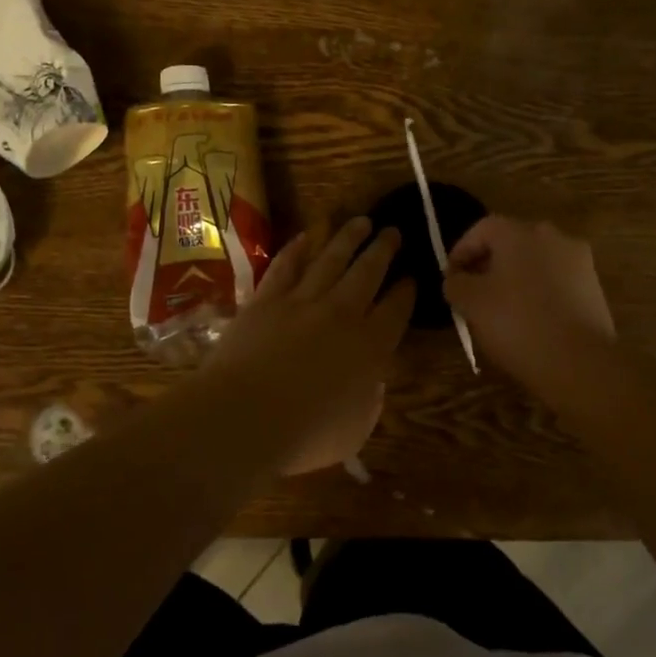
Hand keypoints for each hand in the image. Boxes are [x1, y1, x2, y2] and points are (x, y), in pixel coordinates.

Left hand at [205, 217, 415, 474]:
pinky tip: (307, 236)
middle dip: (383, 249)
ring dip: (348, 237)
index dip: (406, 291)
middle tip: (392, 230)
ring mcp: (302, 301)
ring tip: (361, 220)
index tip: (411, 277)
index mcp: (370, 347)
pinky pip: (286, 265)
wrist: (243, 416)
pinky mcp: (266, 298)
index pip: (396, 309)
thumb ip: (368, 403)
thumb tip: (370, 385)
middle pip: (368, 271)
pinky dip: (298, 248)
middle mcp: (342, 313)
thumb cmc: (304, 435)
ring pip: (331, 259)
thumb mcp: (354, 431)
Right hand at [442, 216, 613, 393]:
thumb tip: (457, 279)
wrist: (580, 363)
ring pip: (535, 262)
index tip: (451, 278)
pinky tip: (529, 320)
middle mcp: (553, 237)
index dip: (461, 251)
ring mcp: (578, 261)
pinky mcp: (594, 288)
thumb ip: (455, 283)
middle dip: (488, 264)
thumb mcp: (471, 303)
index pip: (482, 229)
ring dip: (515, 278)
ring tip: (500, 309)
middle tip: (473, 292)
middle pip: (511, 242)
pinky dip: (538, 293)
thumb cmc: (518, 324)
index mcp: (520, 233)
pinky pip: (556, 282)